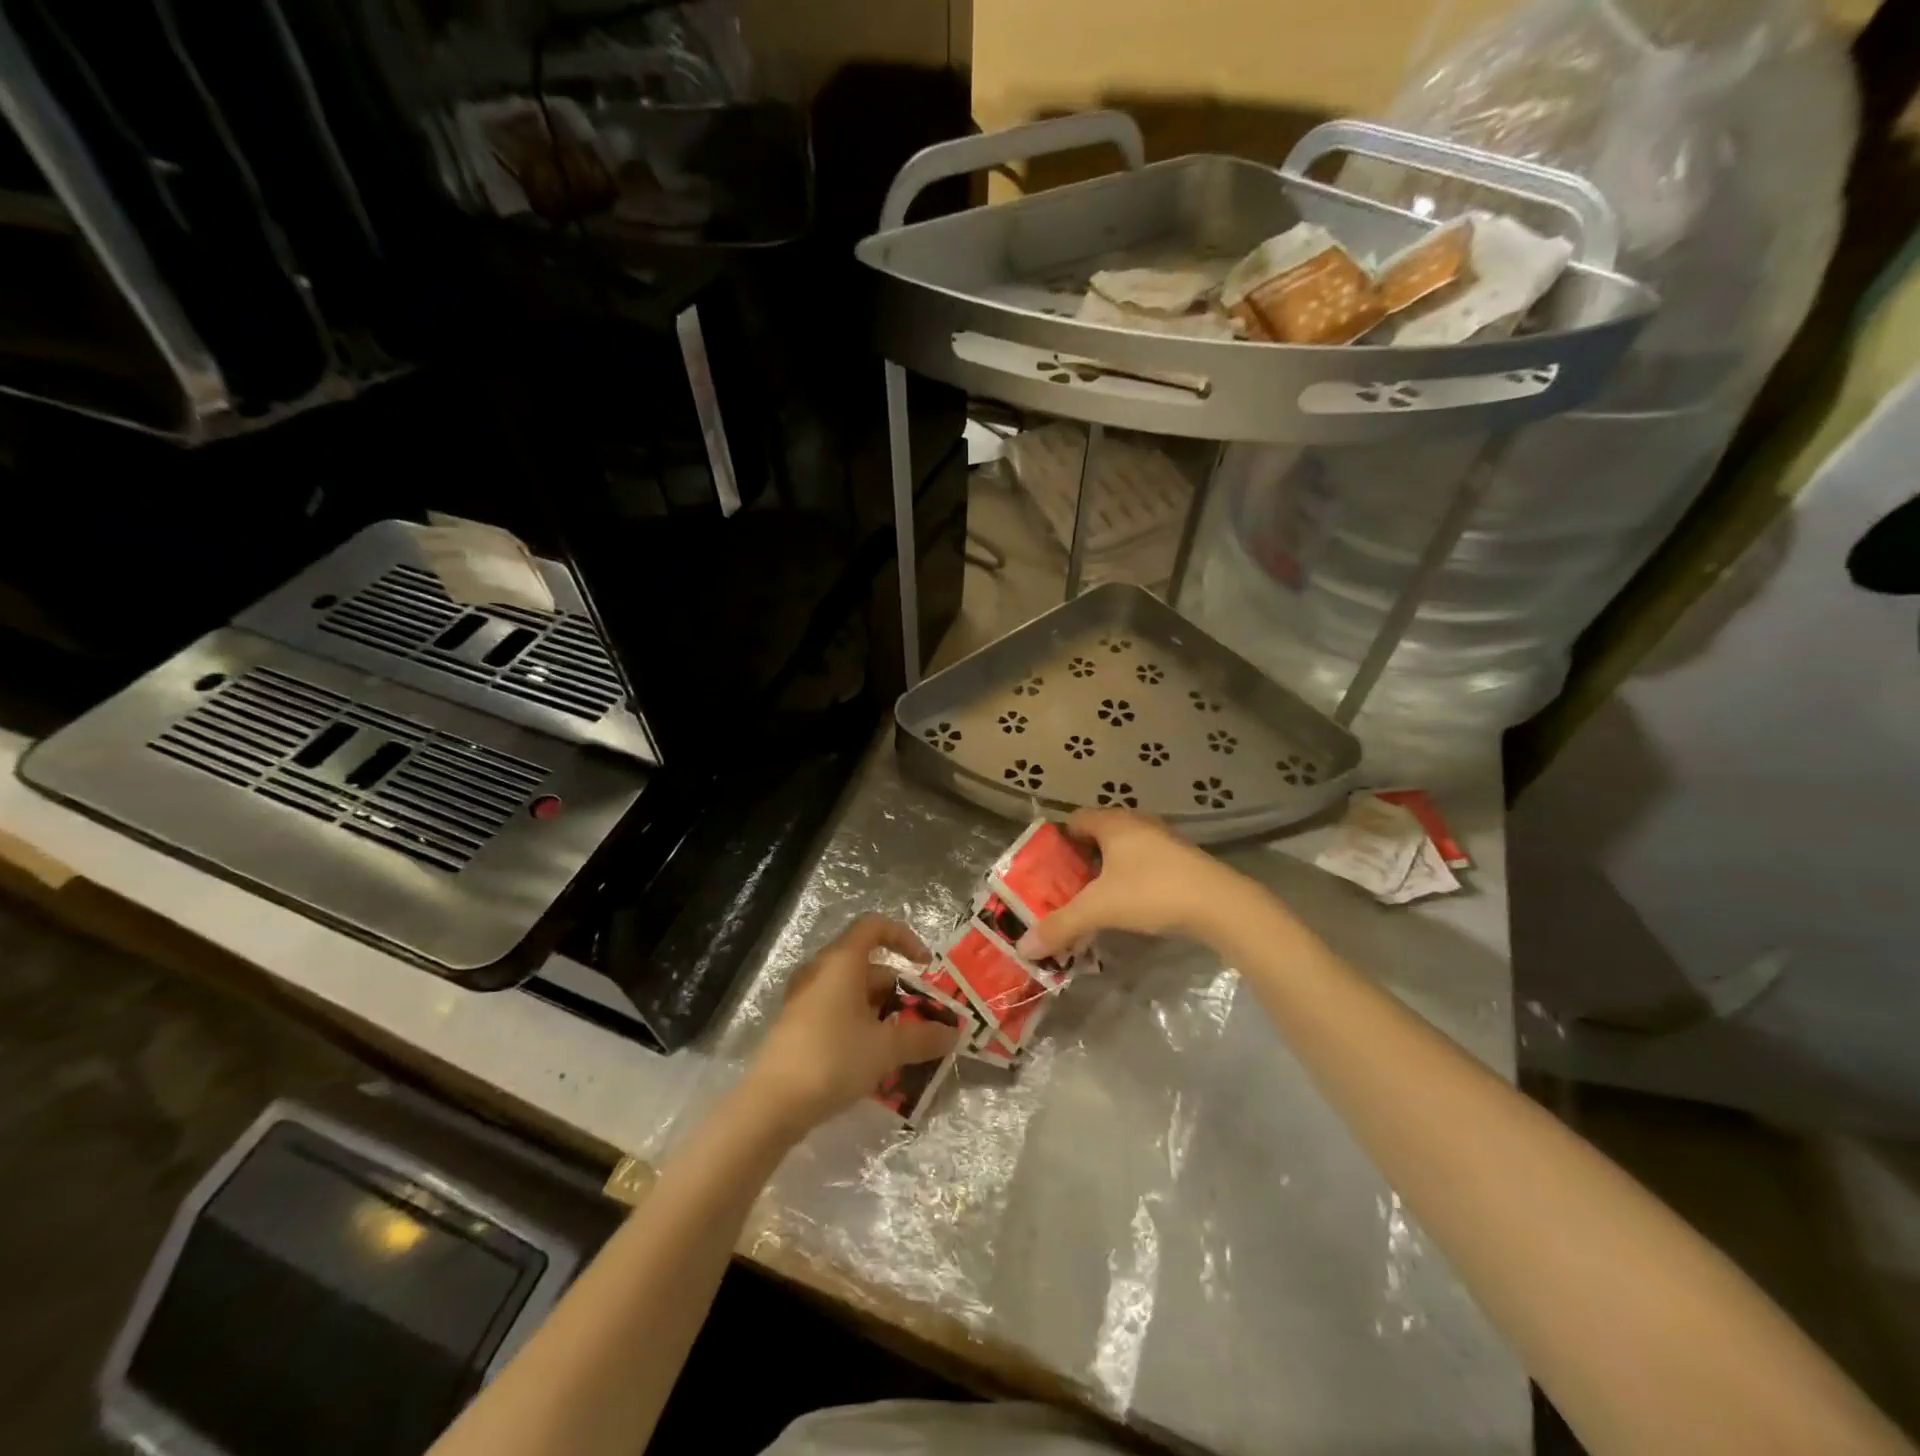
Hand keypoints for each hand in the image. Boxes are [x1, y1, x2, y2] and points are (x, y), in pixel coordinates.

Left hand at [747, 914, 961, 1131]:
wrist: (772, 1104)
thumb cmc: (833, 1059)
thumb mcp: (886, 1049)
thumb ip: (922, 1037)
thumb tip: (953, 1033)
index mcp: (842, 962)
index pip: (875, 927)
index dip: (905, 938)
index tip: (925, 966)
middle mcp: (822, 971)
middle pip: (869, 964)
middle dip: (900, 989)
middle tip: (922, 1019)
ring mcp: (806, 998)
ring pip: (854, 992)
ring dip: (883, 1011)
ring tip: (905, 1044)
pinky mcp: (799, 1025)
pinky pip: (839, 1011)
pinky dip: (862, 1024)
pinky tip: (876, 1058)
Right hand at [1017, 809, 1247, 957]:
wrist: (1220, 905)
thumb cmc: (1152, 892)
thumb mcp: (1099, 909)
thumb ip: (1061, 925)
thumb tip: (1023, 946)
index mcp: (1113, 823)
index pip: (1075, 819)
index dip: (1057, 841)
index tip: (1045, 868)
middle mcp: (1138, 823)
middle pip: (1099, 835)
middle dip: (1080, 860)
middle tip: (1064, 888)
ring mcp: (1164, 841)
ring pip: (1124, 851)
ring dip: (1107, 872)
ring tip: (1093, 901)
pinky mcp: (1183, 861)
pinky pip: (1145, 864)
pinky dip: (1130, 880)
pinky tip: (1128, 906)